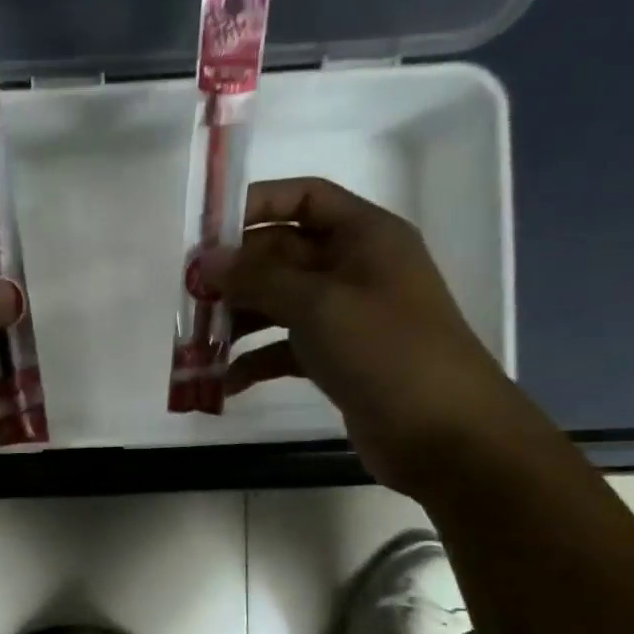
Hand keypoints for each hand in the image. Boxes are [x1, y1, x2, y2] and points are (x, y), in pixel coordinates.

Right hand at [204, 178, 530, 497]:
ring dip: (239, 319)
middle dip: (236, 274)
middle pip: (282, 254)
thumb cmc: (386, 351)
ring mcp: (345, 316)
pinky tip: (226, 382)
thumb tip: (206, 260)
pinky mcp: (337, 359)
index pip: (304, 199)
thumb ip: (258, 279)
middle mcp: (354, 268)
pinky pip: (285, 348)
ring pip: (279, 303)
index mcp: (364, 236)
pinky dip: (256, 360)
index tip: (207, 234)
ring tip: (198, 341)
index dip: (256, 206)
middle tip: (189, 296)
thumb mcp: (318, 305)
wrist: (444, 434)